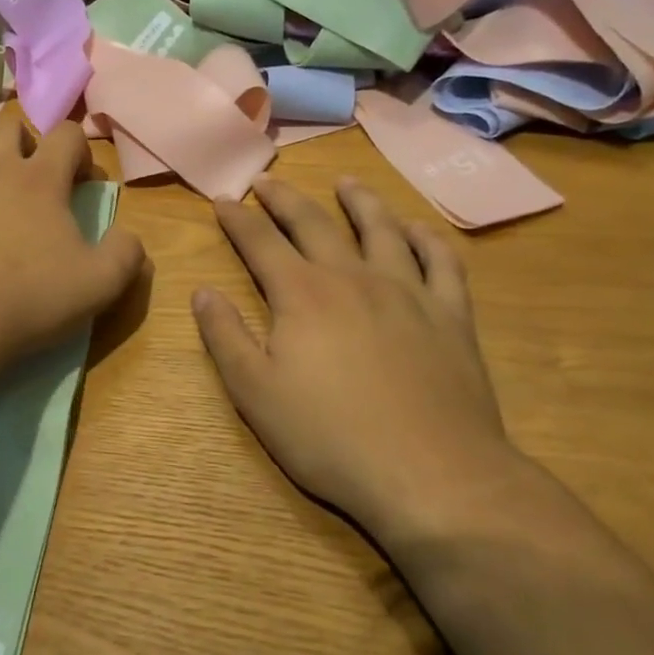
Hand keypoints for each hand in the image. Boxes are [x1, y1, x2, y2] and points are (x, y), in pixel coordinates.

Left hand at [0, 111, 145, 376]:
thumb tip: (128, 237)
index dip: (81, 151)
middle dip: (27, 142)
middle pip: (9, 126)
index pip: (67, 133)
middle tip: (36, 180)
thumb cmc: (29, 296)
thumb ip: (125, 255)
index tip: (83, 183)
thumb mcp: (99, 284)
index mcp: (40, 179)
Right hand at [193, 176, 519, 547]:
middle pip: (314, 223)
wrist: (431, 474)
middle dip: (285, 199)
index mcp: (301, 294)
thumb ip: (225, 336)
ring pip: (381, 229)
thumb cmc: (330, 436)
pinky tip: (417, 229)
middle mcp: (352, 277)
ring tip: (346, 182)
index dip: (238, 219)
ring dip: (359, 201)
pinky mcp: (451, 316)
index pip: (260, 242)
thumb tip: (202, 291)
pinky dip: (427, 238)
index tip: (223, 200)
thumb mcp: (254, 392)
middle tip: (267, 180)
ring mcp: (408, 292)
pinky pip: (441, 262)